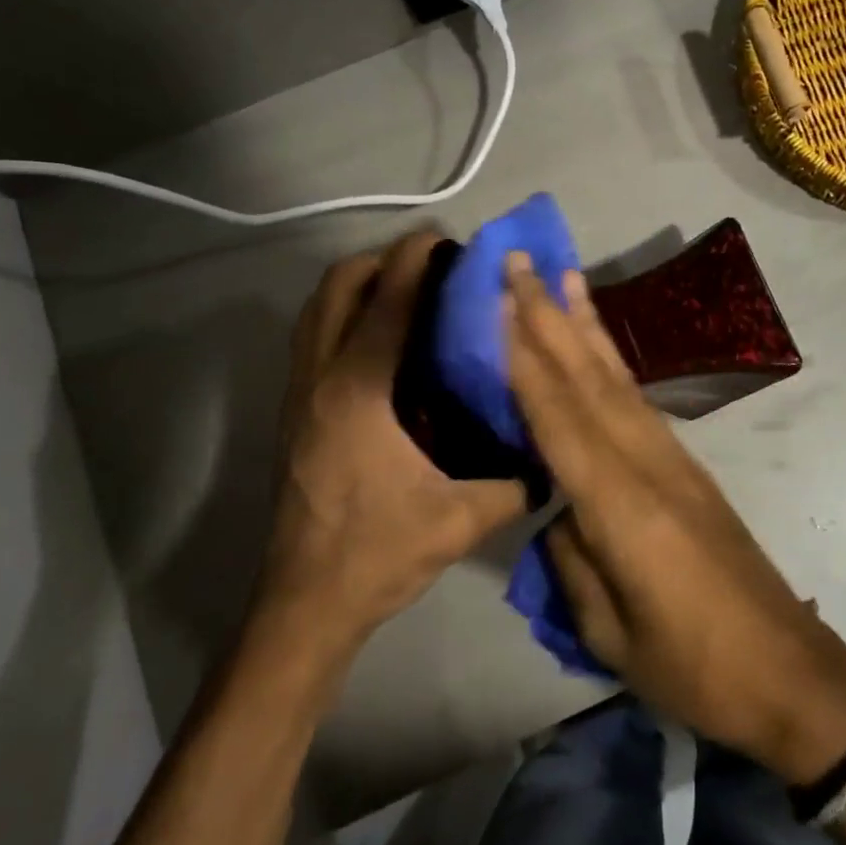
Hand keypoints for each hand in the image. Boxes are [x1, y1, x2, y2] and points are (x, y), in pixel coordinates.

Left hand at [258, 232, 528, 650]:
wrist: (305, 604)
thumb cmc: (378, 554)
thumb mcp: (462, 519)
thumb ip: (516, 484)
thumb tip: (553, 458)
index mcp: (359, 393)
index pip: (387, 303)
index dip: (416, 260)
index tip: (447, 239)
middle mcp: (320, 380)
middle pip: (337, 288)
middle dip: (381, 262)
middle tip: (431, 267)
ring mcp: (298, 395)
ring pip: (316, 310)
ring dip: (357, 285)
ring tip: (406, 290)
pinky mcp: (293, 413)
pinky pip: (313, 338)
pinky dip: (343, 316)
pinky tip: (382, 340)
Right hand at [504, 253, 845, 783]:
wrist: (788, 670)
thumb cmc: (694, 667)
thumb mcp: (612, 633)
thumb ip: (574, 560)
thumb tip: (557, 512)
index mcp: (622, 506)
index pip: (559, 418)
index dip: (525, 358)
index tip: (498, 303)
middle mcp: (648, 464)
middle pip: (590, 380)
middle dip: (550, 316)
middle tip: (521, 262)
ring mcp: (674, 460)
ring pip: (618, 380)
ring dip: (586, 326)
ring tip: (564, 277)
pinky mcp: (688, 468)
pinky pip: (638, 403)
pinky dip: (611, 365)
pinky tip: (598, 348)